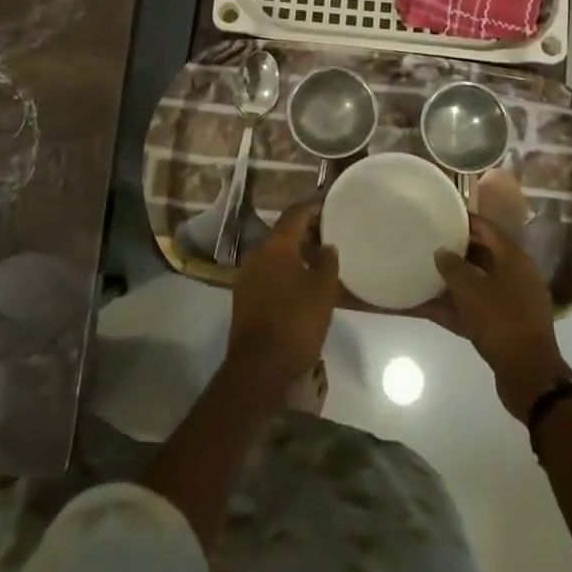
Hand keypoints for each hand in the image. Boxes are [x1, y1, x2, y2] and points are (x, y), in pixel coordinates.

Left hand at [226, 199, 339, 392]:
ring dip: (295, 254)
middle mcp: (257, 254)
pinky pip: (268, 273)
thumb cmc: (296, 322)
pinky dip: (285, 271)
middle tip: (328, 235)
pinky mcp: (243, 297)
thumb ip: (327, 262)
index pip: (294, 214)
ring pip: (275, 255)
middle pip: (283, 234)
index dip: (312, 207)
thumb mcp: (323, 291)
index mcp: (276, 245)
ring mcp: (247, 276)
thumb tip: (326, 245)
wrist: (259, 366)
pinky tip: (300, 285)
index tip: (328, 205)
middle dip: (305, 232)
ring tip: (318, 261)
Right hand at [435, 214, 570, 418]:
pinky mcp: (501, 327)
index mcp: (514, 259)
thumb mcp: (471, 289)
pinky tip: (422, 307)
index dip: (463, 219)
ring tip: (419, 273)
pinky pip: (471, 310)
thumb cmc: (502, 321)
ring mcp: (509, 303)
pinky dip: (450, 307)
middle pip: (480, 255)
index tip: (439, 214)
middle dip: (453, 250)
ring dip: (449, 282)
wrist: (529, 376)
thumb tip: (441, 252)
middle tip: (426, 242)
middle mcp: (514, 276)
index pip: (487, 228)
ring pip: (474, 284)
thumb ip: (452, 266)